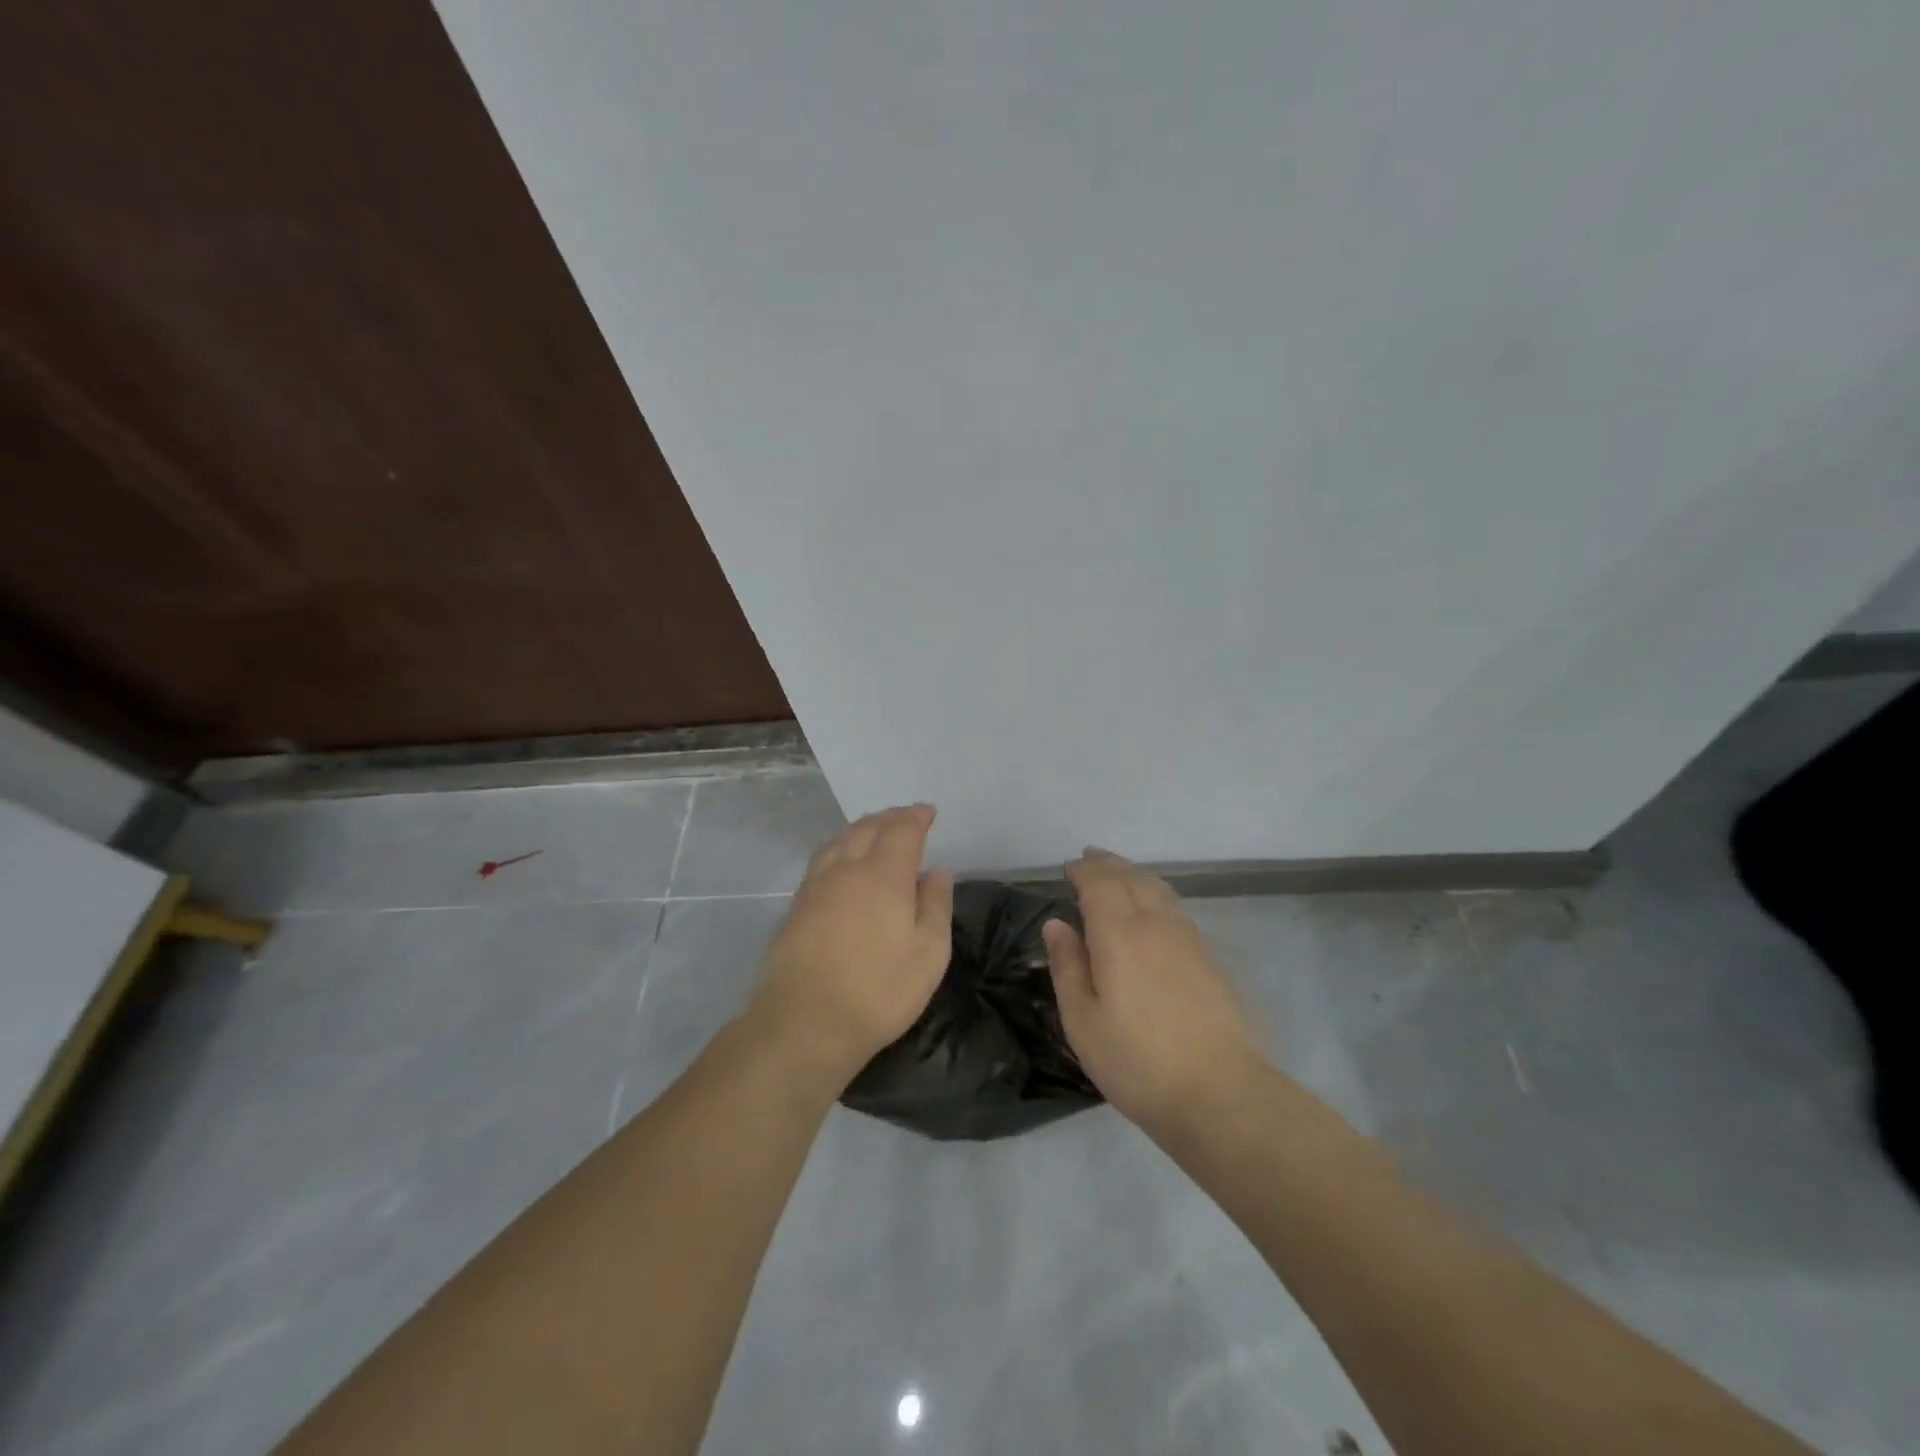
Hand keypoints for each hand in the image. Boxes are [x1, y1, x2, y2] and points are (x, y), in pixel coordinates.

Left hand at [752, 803, 954, 1083]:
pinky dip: (839, 845)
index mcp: (884, 874)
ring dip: (861, 827)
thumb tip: (937, 871)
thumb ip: (936, 905)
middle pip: (868, 826)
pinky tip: (842, 858)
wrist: (803, 1023)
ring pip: (840, 839)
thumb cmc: (878, 991)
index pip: (902, 829)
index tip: (928, 812)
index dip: (916, 816)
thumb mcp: (929, 954)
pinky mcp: (796, 905)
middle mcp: (847, 868)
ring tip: (875, 830)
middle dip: (890, 817)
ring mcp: (816, 885)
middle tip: (905, 817)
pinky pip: (822, 858)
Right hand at [1044, 849, 1262, 1135]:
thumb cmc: (1137, 1061)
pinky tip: (1151, 909)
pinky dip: (1155, 893)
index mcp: (1120, 933)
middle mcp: (1156, 923)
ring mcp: (1188, 938)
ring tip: (1117, 875)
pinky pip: (1175, 907)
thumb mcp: (1082, 1021)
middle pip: (1131, 876)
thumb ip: (1068, 966)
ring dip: (1133, 874)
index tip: (1067, 868)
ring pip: (1158, 888)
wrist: (1220, 1093)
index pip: (1100, 882)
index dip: (1083, 870)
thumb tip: (1057, 924)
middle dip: (1108, 864)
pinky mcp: (1209, 957)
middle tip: (1089, 859)